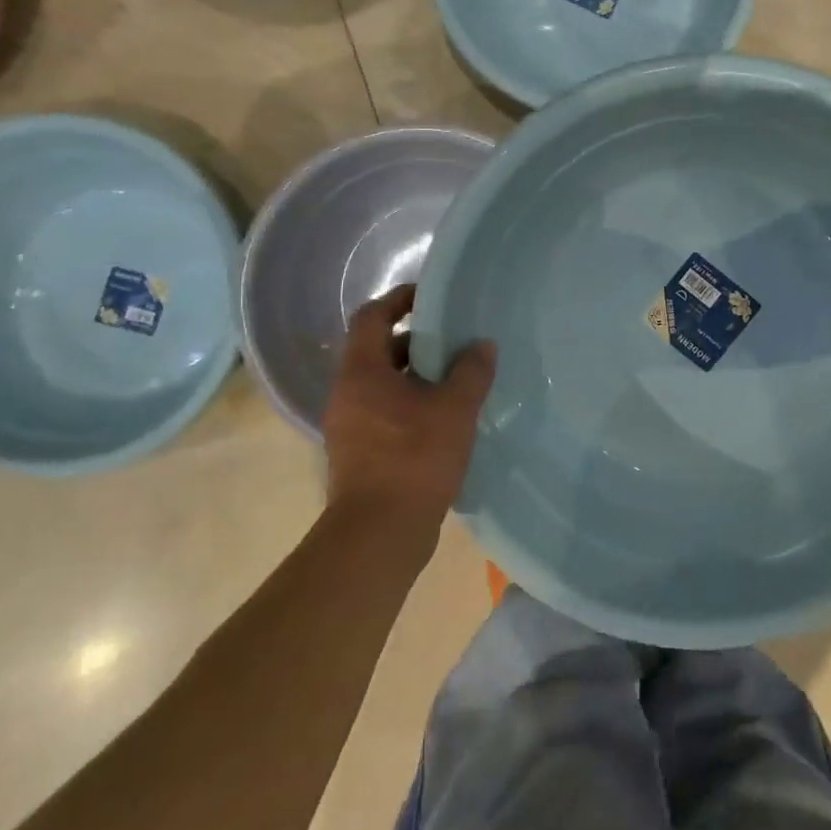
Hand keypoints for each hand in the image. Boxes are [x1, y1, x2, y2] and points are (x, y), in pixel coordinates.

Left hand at [321, 285, 495, 566]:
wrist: (379, 533)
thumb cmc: (414, 459)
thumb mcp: (454, 410)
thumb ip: (471, 372)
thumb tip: (483, 345)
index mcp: (361, 373)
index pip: (371, 317)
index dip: (398, 300)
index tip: (430, 296)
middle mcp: (347, 393)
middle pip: (378, 350)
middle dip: (417, 341)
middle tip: (456, 339)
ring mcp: (350, 425)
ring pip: (384, 384)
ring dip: (418, 375)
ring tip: (458, 377)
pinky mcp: (361, 452)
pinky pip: (386, 411)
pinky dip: (413, 404)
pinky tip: (447, 417)